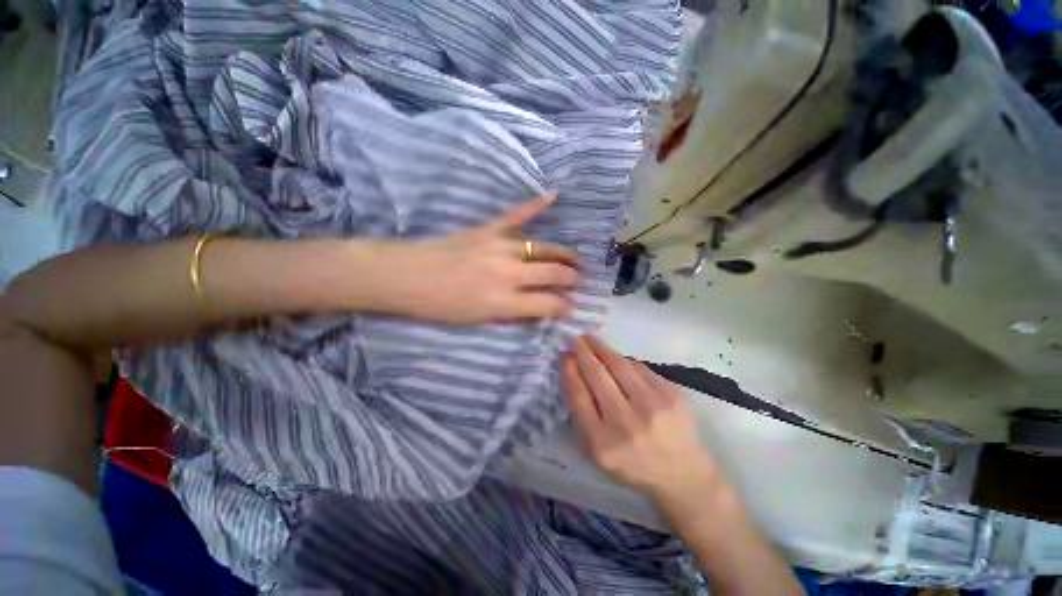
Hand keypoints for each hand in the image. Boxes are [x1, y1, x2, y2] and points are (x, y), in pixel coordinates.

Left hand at [375, 193, 579, 324]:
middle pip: (553, 273)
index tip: (570, 307)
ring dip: (564, 254)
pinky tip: (553, 195)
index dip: (564, 307)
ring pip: (543, 248)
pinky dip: (535, 205)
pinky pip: (516, 215)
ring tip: (575, 259)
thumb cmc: (439, 305)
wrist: (406, 276)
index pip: (548, 304)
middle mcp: (508, 273)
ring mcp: (500, 247)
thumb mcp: (477, 321)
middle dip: (572, 279)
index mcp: (503, 301)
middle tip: (578, 282)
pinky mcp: (488, 230)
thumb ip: (511, 313)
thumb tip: (536, 308)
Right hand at [563, 335, 719, 504]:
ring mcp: (652, 407)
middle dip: (583, 353)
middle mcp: (626, 423)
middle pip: (598, 376)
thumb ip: (583, 416)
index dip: (570, 372)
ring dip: (602, 349)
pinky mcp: (672, 395)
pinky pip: (641, 368)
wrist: (682, 475)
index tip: (565, 356)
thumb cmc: (633, 465)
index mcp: (603, 443)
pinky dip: (625, 360)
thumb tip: (575, 373)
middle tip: (575, 339)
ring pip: (620, 366)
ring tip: (591, 339)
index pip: (580, 397)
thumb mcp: (598, 452)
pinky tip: (617, 357)